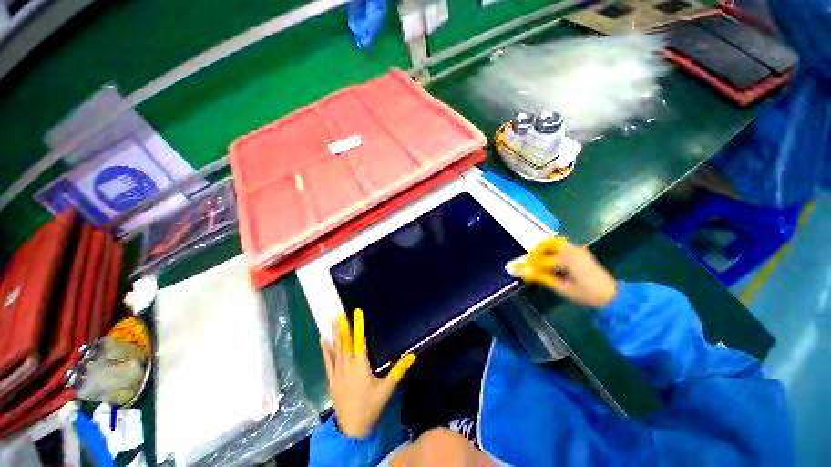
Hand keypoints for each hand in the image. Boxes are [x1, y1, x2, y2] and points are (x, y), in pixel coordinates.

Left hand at [320, 309, 415, 437]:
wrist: (352, 428)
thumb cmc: (371, 406)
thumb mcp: (387, 388)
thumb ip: (399, 370)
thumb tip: (412, 355)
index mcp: (361, 366)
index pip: (359, 341)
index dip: (359, 326)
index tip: (357, 313)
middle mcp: (347, 366)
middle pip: (345, 343)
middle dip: (343, 327)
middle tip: (340, 314)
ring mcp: (338, 373)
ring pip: (336, 350)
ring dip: (335, 335)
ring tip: (332, 321)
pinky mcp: (332, 379)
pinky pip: (328, 362)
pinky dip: (325, 350)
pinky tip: (322, 340)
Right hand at [511, 237, 617, 308]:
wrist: (613, 296)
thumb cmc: (587, 294)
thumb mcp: (563, 289)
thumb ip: (543, 278)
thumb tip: (526, 273)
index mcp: (568, 259)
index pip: (542, 259)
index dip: (530, 264)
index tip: (519, 268)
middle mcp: (572, 250)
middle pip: (549, 243)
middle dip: (537, 251)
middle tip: (530, 262)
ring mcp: (578, 250)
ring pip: (556, 243)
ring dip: (545, 250)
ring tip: (539, 262)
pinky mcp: (581, 252)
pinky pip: (563, 247)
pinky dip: (553, 251)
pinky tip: (552, 263)